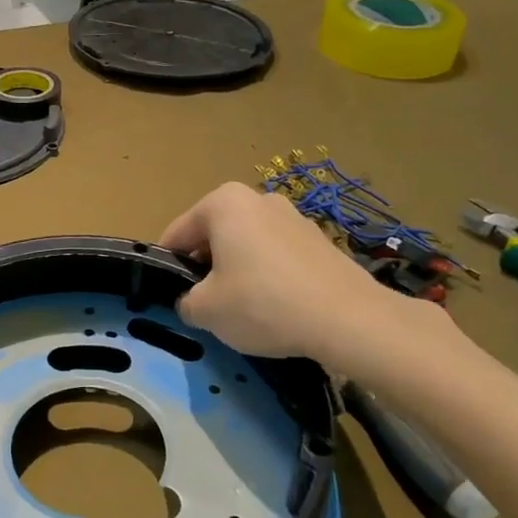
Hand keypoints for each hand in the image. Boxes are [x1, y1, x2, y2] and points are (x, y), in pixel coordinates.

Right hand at [159, 183, 469, 393]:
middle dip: (206, 267)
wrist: (348, 319)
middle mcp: (258, 198)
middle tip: (206, 305)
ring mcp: (293, 216)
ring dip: (237, 271)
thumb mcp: (205, 310)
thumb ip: (185, 301)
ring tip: (243, 310)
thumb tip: (191, 301)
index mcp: (223, 202)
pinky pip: (277, 257)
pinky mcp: (319, 241)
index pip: (177, 233)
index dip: (168, 267)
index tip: (169, 295)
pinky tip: (276, 308)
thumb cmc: (263, 303)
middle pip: (214, 235)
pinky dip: (268, 277)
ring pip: (247, 246)